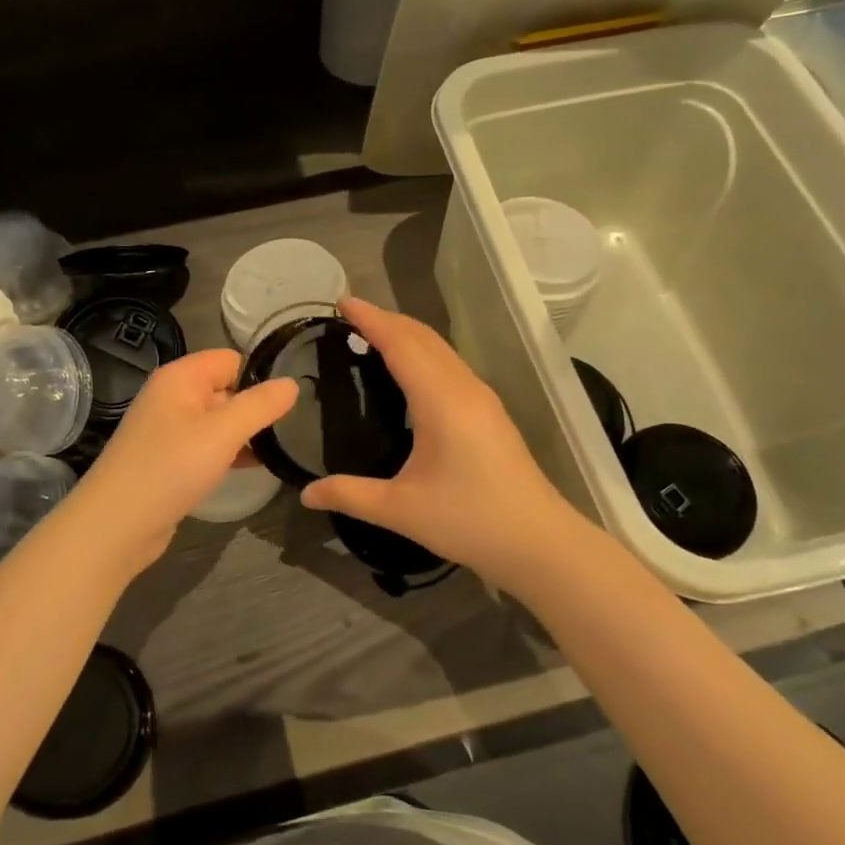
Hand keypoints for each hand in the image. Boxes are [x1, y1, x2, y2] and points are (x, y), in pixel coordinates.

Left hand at [63, 349, 297, 571]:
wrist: (117, 525)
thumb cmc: (170, 468)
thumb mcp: (223, 432)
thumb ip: (260, 405)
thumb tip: (292, 383)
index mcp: (180, 377)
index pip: (230, 359)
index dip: (259, 376)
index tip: (290, 401)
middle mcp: (171, 397)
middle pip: (224, 388)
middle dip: (255, 406)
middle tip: (293, 428)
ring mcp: (167, 430)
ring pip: (217, 421)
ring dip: (244, 433)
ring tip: (280, 449)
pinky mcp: (168, 460)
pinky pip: (206, 446)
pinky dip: (228, 453)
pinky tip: (252, 468)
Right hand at [300, 298, 591, 594]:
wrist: (540, 542)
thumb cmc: (470, 521)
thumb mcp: (401, 510)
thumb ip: (350, 495)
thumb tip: (305, 494)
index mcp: (441, 400)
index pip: (401, 343)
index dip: (371, 319)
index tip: (341, 302)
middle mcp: (463, 388)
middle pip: (422, 337)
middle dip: (386, 319)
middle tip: (348, 316)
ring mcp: (481, 397)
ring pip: (440, 348)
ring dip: (406, 334)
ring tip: (371, 336)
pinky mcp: (489, 411)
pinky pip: (449, 364)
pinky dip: (421, 352)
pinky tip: (407, 371)